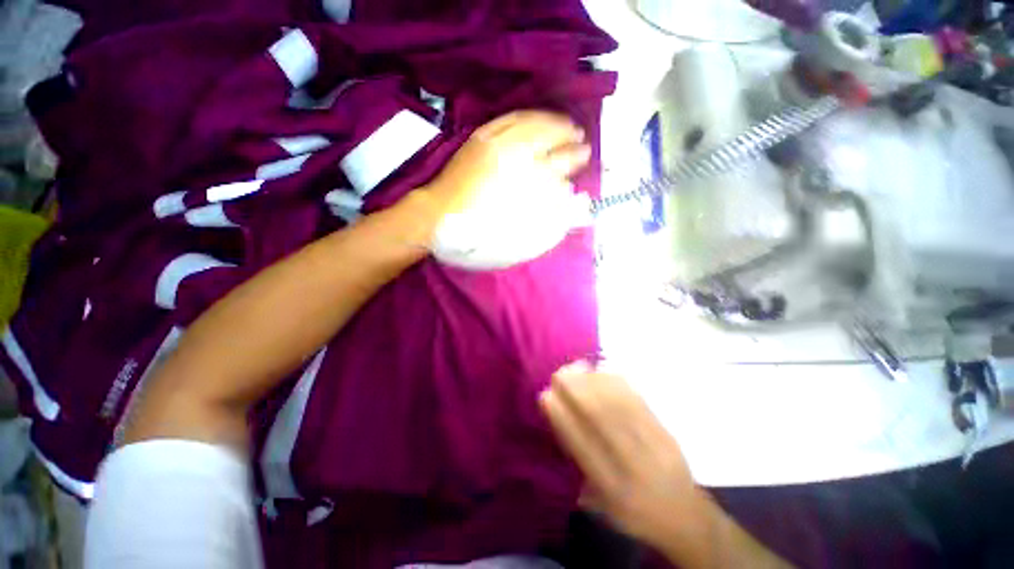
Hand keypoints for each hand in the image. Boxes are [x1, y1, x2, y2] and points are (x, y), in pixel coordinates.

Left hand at [415, 110, 591, 269]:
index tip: (585, 157)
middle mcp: (509, 156)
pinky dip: (530, 116)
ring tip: (566, 125)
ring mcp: (493, 142)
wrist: (437, 216)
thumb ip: (541, 218)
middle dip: (568, 139)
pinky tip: (538, 119)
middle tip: (582, 141)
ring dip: (553, 123)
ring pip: (531, 124)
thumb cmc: (475, 233)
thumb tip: (564, 195)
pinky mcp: (480, 137)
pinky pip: (510, 118)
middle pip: (547, 139)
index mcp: (518, 181)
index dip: (572, 159)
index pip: (555, 162)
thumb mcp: (511, 237)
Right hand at [539, 364, 703, 549]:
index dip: (562, 418)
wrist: (688, 518)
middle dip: (577, 392)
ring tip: (577, 367)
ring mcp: (655, 447)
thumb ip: (580, 469)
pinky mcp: (667, 433)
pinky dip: (618, 384)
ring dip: (595, 382)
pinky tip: (604, 371)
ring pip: (620, 407)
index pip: (583, 447)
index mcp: (614, 490)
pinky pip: (639, 403)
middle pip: (603, 422)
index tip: (546, 396)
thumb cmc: (636, 515)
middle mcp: (634, 467)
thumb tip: (560, 424)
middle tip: (559, 374)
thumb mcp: (603, 506)